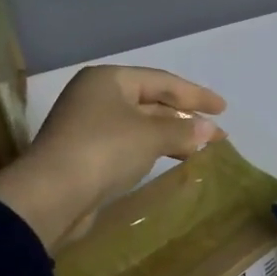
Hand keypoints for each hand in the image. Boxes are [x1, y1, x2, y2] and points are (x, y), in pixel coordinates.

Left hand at [0, 66, 225, 250]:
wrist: (52, 195)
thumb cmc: (104, 150)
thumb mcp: (151, 136)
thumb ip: (185, 130)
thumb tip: (212, 130)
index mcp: (109, 79)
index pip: (162, 81)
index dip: (196, 95)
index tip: (223, 108)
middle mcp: (97, 96)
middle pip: (151, 101)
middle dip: (185, 117)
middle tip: (217, 133)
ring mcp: (89, 125)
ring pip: (142, 124)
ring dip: (172, 134)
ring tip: (201, 147)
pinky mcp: (87, 154)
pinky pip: (131, 143)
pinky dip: (154, 148)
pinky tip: (174, 158)